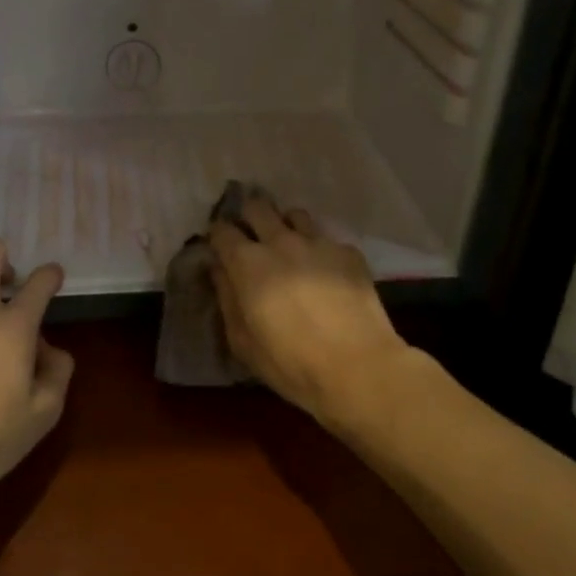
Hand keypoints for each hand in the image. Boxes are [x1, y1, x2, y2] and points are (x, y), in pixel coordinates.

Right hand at [209, 198, 406, 425]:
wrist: (358, 368)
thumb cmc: (291, 363)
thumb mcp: (243, 342)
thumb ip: (227, 299)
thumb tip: (219, 270)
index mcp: (248, 263)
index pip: (222, 230)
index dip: (218, 235)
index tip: (219, 246)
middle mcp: (281, 242)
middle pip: (258, 207)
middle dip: (249, 216)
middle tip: (251, 237)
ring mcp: (319, 243)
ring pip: (295, 215)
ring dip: (285, 226)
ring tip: (289, 247)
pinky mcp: (349, 253)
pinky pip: (327, 239)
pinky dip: (319, 249)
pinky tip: (325, 271)